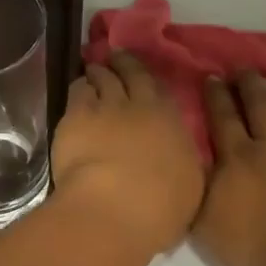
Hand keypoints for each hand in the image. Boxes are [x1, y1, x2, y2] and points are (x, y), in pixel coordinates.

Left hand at [52, 52, 204, 256]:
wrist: (115, 209)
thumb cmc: (160, 208)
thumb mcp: (189, 186)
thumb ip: (182, 163)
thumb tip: (177, 155)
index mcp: (173, 125)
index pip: (164, 94)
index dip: (154, 83)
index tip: (147, 80)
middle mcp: (142, 107)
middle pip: (134, 75)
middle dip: (126, 64)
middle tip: (118, 57)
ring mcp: (107, 106)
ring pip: (103, 78)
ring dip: (100, 72)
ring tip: (95, 70)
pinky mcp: (76, 115)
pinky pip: (78, 91)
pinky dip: (81, 86)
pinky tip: (78, 88)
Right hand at [194, 72, 265, 265]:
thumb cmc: (256, 243)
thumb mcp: (206, 223)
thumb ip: (196, 190)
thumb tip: (191, 165)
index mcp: (237, 157)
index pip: (223, 116)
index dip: (216, 95)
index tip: (212, 77)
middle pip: (259, 103)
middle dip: (248, 83)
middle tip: (241, 71)